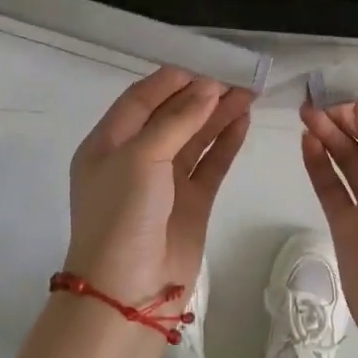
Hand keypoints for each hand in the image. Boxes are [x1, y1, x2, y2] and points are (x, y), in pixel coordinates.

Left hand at [65, 68, 252, 304]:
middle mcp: (135, 158)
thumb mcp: (141, 157)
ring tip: (248, 94)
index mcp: (109, 143)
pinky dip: (226, 143)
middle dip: (201, 95)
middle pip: (171, 116)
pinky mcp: (190, 202)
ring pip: (195, 138)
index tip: (205, 65)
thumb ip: (177, 120)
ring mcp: (164, 182)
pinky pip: (210, 164)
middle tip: (236, 77)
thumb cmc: (122, 214)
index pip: (141, 99)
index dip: (172, 81)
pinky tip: (243, 122)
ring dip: (218, 115)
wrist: (128, 292)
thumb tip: (209, 87)